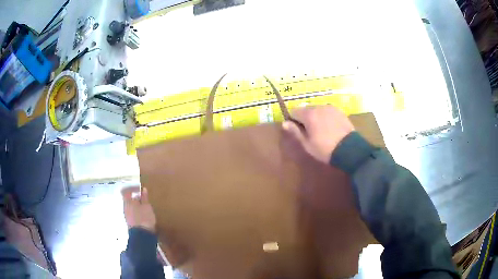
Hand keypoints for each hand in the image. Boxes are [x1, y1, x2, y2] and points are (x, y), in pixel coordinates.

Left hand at [122, 187, 156, 232]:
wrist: (142, 235)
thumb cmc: (144, 217)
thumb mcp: (147, 206)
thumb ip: (144, 197)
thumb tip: (143, 189)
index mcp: (128, 201)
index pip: (127, 191)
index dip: (133, 188)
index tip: (140, 189)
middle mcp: (125, 207)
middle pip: (128, 199)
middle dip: (136, 198)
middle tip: (144, 199)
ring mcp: (126, 215)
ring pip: (131, 207)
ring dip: (137, 206)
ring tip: (146, 208)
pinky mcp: (130, 222)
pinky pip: (132, 213)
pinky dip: (137, 212)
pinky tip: (144, 215)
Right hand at [282, 105, 354, 163]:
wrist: (350, 149)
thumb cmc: (325, 149)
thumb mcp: (307, 144)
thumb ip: (295, 132)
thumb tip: (284, 123)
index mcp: (309, 114)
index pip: (294, 111)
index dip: (293, 120)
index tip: (297, 130)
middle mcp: (319, 107)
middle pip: (306, 109)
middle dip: (305, 118)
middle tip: (310, 132)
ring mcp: (330, 107)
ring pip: (317, 109)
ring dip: (315, 116)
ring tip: (321, 130)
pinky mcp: (339, 111)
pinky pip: (327, 111)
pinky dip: (325, 116)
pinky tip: (330, 127)